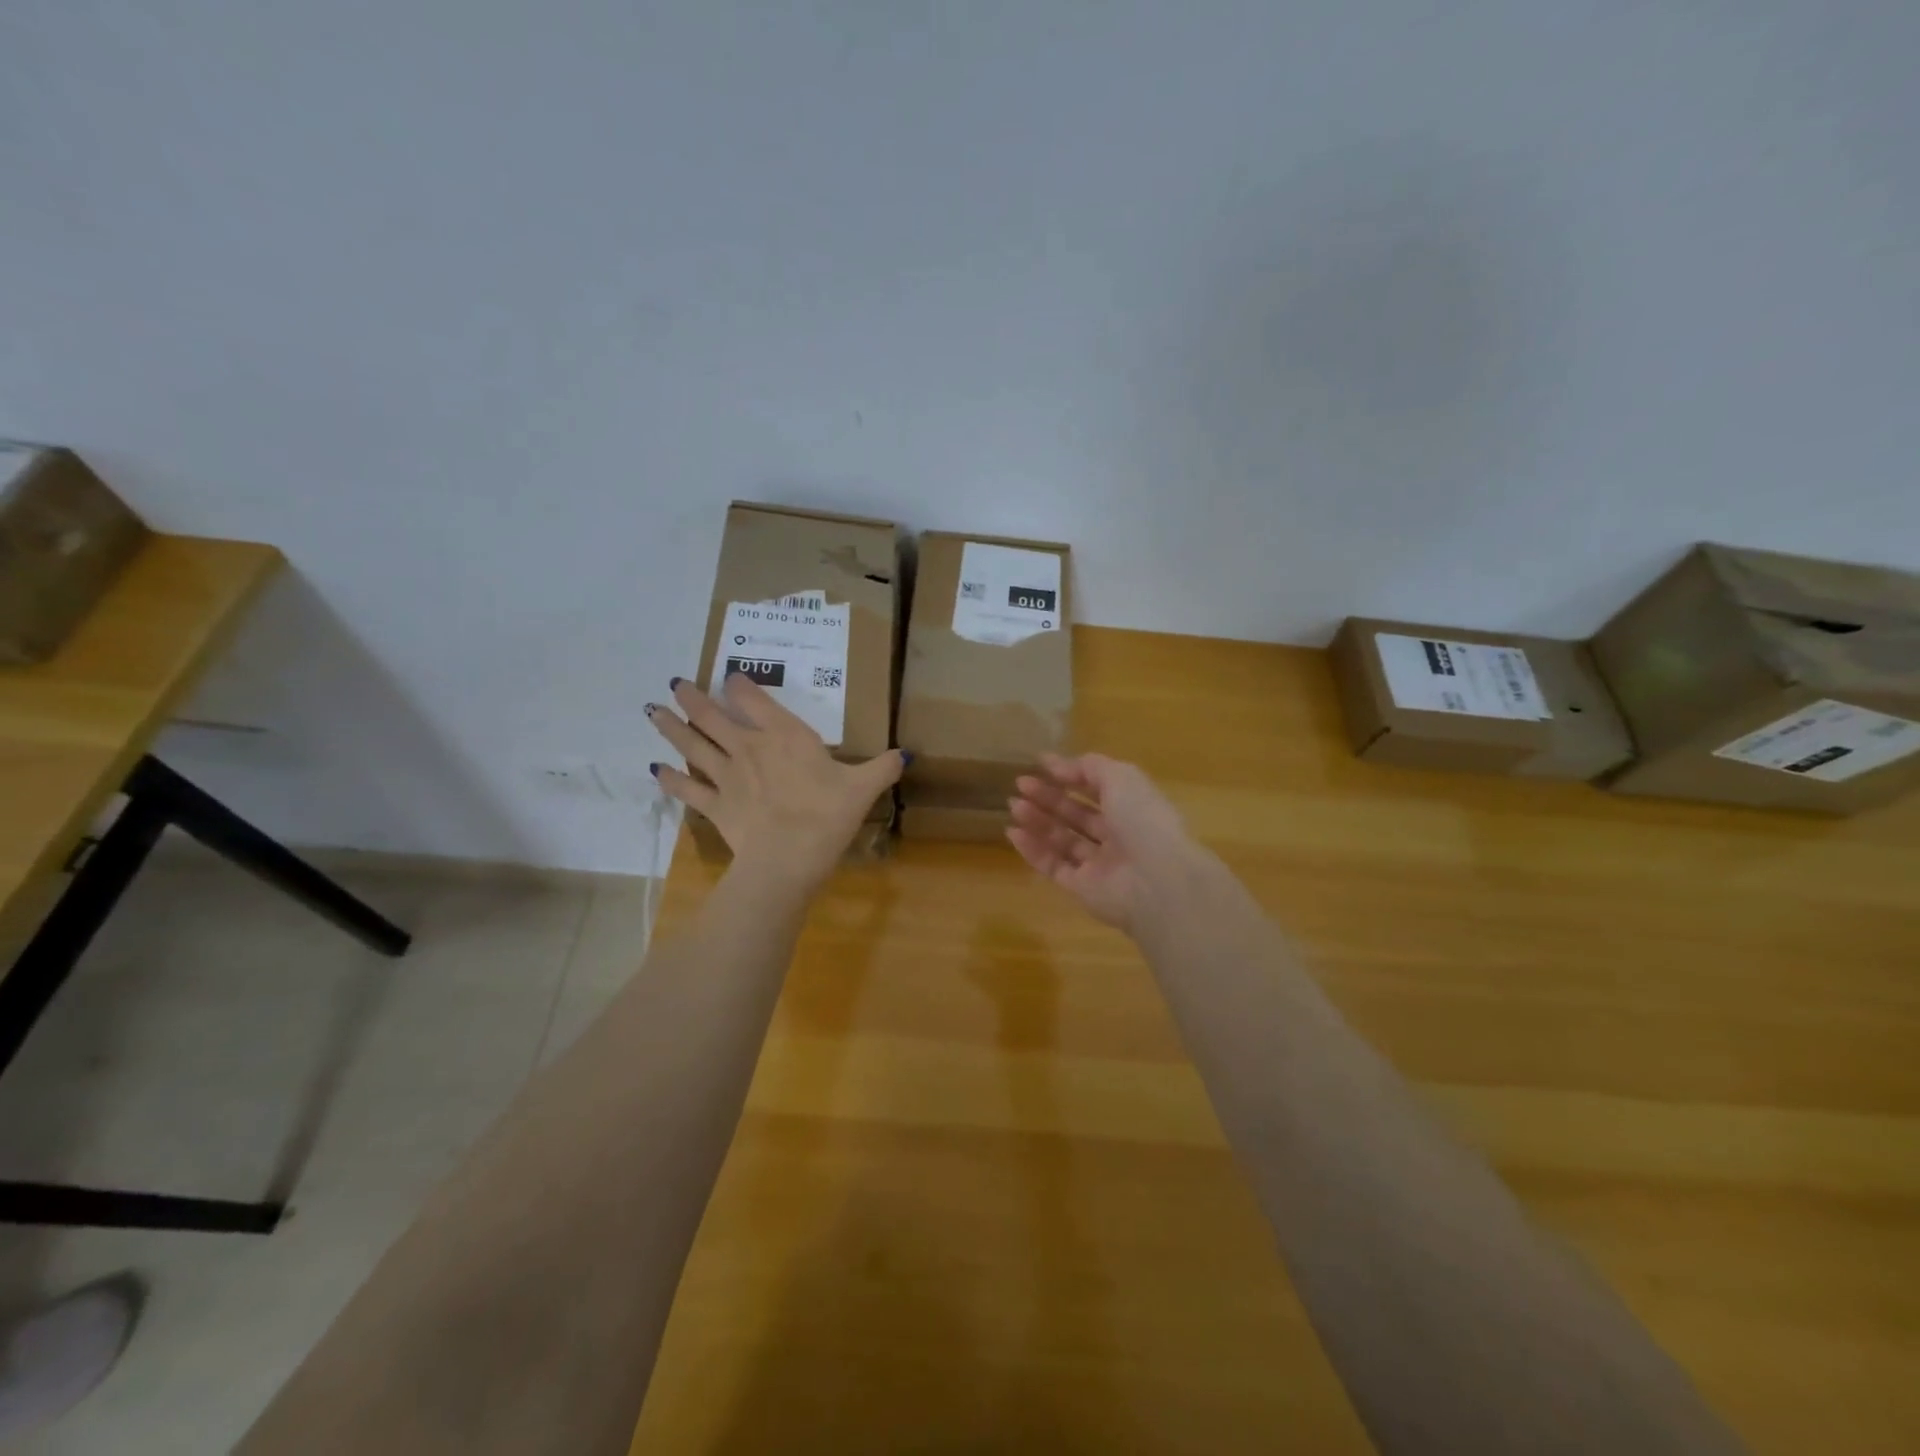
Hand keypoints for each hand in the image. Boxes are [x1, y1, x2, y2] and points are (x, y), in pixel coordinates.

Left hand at [647, 674, 904, 895]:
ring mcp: (727, 777)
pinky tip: (656, 770)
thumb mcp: (863, 788)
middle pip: (713, 718)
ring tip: (652, 711)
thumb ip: (883, 767)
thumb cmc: (826, 815)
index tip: (730, 676)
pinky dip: (671, 780)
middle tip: (675, 684)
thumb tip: (906, 754)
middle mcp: (749, 748)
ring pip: (692, 746)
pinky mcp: (714, 806)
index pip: (756, 701)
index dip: (740, 686)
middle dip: (693, 699)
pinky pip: (687, 789)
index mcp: (785, 736)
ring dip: (671, 728)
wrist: (787, 858)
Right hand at [1007, 753, 1207, 934]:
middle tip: (1020, 784)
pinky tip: (1013, 833)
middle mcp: (1117, 835)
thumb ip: (1088, 767)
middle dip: (1049, 798)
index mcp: (1132, 807)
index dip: (1071, 775)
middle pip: (1077, 814)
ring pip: (1063, 840)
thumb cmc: (1142, 820)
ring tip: (1013, 805)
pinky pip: (1053, 866)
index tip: (1041, 764)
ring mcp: (1099, 865)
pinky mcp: (1082, 889)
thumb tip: (1057, 765)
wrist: (1156, 881)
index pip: (1097, 787)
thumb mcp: (1120, 777)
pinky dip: (1033, 851)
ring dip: (1038, 821)